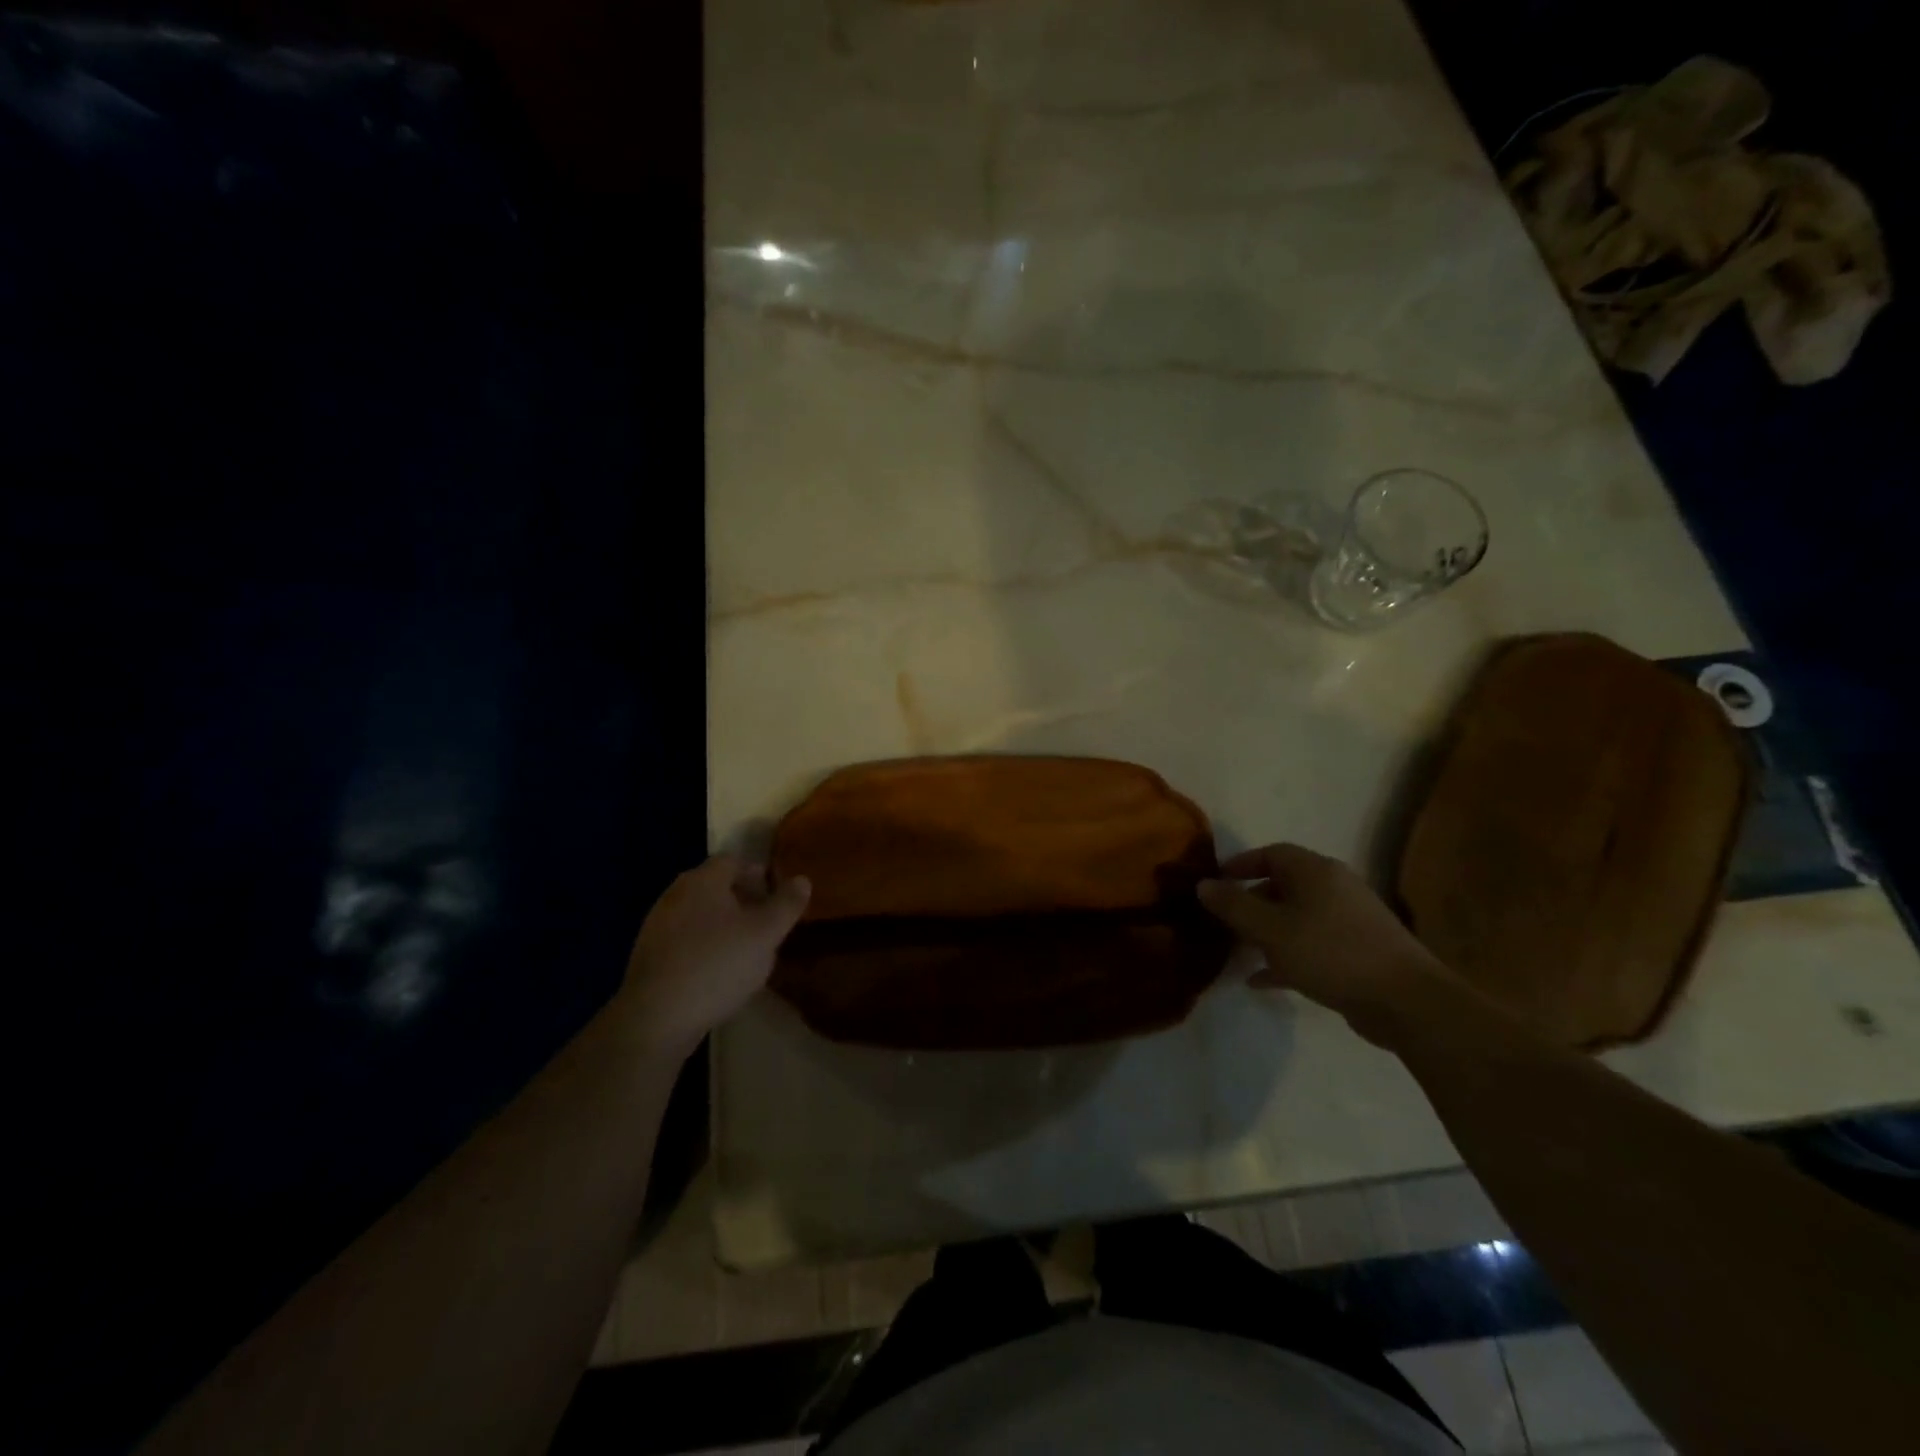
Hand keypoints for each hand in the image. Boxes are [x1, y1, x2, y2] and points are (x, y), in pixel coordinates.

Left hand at [621, 855, 810, 1054]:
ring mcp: (656, 925)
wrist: (656, 1018)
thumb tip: (802, 879)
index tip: (777, 897)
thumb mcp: (766, 934)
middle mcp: (675, 894)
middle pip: (715, 886)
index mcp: (703, 880)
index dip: (759, 874)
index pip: (734, 861)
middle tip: (766, 923)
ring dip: (723, 925)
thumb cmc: (717, 965)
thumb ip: (787, 904)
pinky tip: (717, 973)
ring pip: (699, 914)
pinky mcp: (648, 956)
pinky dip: (704, 946)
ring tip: (745, 951)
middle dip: (742, 899)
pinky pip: (684, 939)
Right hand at [1197, 844, 1451, 1043]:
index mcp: (1315, 871)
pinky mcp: (1357, 952)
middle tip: (1224, 921)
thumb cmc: (1330, 952)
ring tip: (1238, 951)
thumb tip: (1203, 884)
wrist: (1405, 1001)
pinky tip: (1261, 980)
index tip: (1215, 883)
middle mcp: (1334, 888)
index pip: (1271, 853)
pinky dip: (1286, 956)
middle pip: (1283, 885)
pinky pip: (1311, 945)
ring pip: (1296, 918)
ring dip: (1266, 932)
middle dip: (1250, 901)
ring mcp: (1349, 921)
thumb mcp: (1270, 929)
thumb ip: (1233, 905)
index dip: (1240, 864)